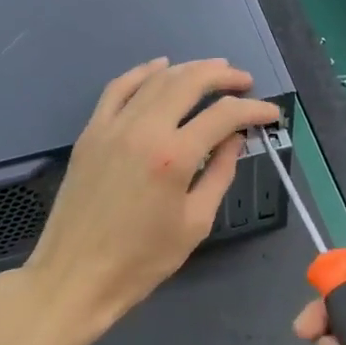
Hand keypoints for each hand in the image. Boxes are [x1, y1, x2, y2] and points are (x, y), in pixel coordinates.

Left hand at [4, 58, 280, 344]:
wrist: (74, 277)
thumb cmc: (141, 260)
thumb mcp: (195, 223)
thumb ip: (219, 174)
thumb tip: (235, 140)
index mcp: (174, 157)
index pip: (225, 115)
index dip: (254, 110)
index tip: (271, 114)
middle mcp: (144, 130)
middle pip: (190, 82)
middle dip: (224, 77)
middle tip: (245, 82)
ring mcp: (113, 127)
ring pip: (157, 80)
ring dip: (190, 69)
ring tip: (215, 71)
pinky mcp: (91, 132)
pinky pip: (118, 88)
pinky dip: (143, 72)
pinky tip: (161, 67)